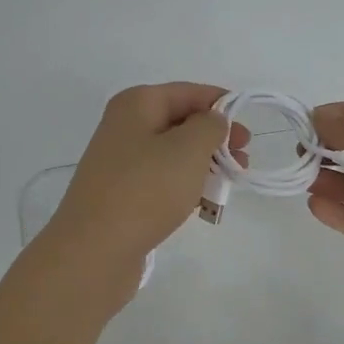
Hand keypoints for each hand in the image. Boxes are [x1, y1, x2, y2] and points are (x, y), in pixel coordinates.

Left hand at [41, 83, 246, 288]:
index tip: (249, 130)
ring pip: (172, 154)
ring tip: (228, 185)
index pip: (189, 93)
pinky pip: (161, 181)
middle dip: (215, 139)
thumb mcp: (188, 149)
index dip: (222, 105)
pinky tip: (201, 204)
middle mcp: (124, 127)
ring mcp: (120, 163)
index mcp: (136, 104)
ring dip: (203, 165)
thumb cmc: (145, 190)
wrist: (94, 250)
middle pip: (180, 123)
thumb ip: (210, 126)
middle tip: (243, 160)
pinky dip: (184, 186)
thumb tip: (213, 120)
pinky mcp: (121, 195)